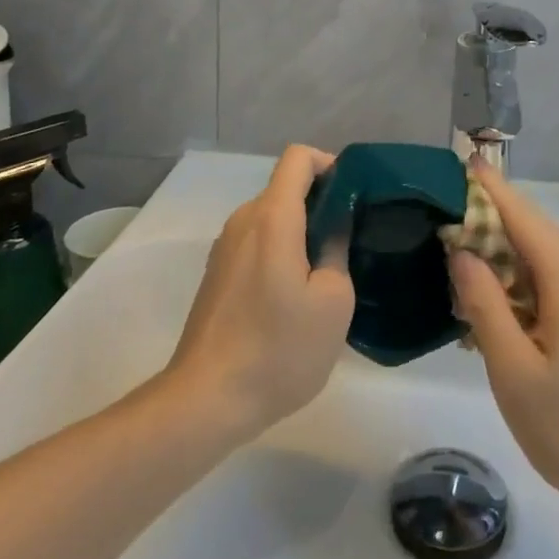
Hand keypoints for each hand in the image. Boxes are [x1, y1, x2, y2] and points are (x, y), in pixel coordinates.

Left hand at [167, 145, 354, 438]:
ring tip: (325, 272)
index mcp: (272, 217)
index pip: (298, 157)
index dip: (329, 164)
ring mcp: (225, 247)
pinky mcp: (217, 273)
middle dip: (320, 202)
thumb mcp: (332, 302)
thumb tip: (335, 225)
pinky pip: (256, 242)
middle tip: (349, 239)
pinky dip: (280, 251)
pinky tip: (293, 296)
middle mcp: (243, 221)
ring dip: (300, 231)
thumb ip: (337, 250)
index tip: (352, 195)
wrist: (206, 401)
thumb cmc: (278, 349)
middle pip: (285, 187)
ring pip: (271, 218)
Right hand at [449, 163, 558, 524]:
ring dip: (506, 260)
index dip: (488, 186)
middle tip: (443, 231)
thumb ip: (485, 305)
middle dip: (490, 224)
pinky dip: (526, 285)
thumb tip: (463, 251)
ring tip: (464, 274)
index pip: (520, 211)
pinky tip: (504, 314)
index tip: (459, 163)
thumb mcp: (516, 372)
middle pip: (533, 231)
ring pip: (547, 260)